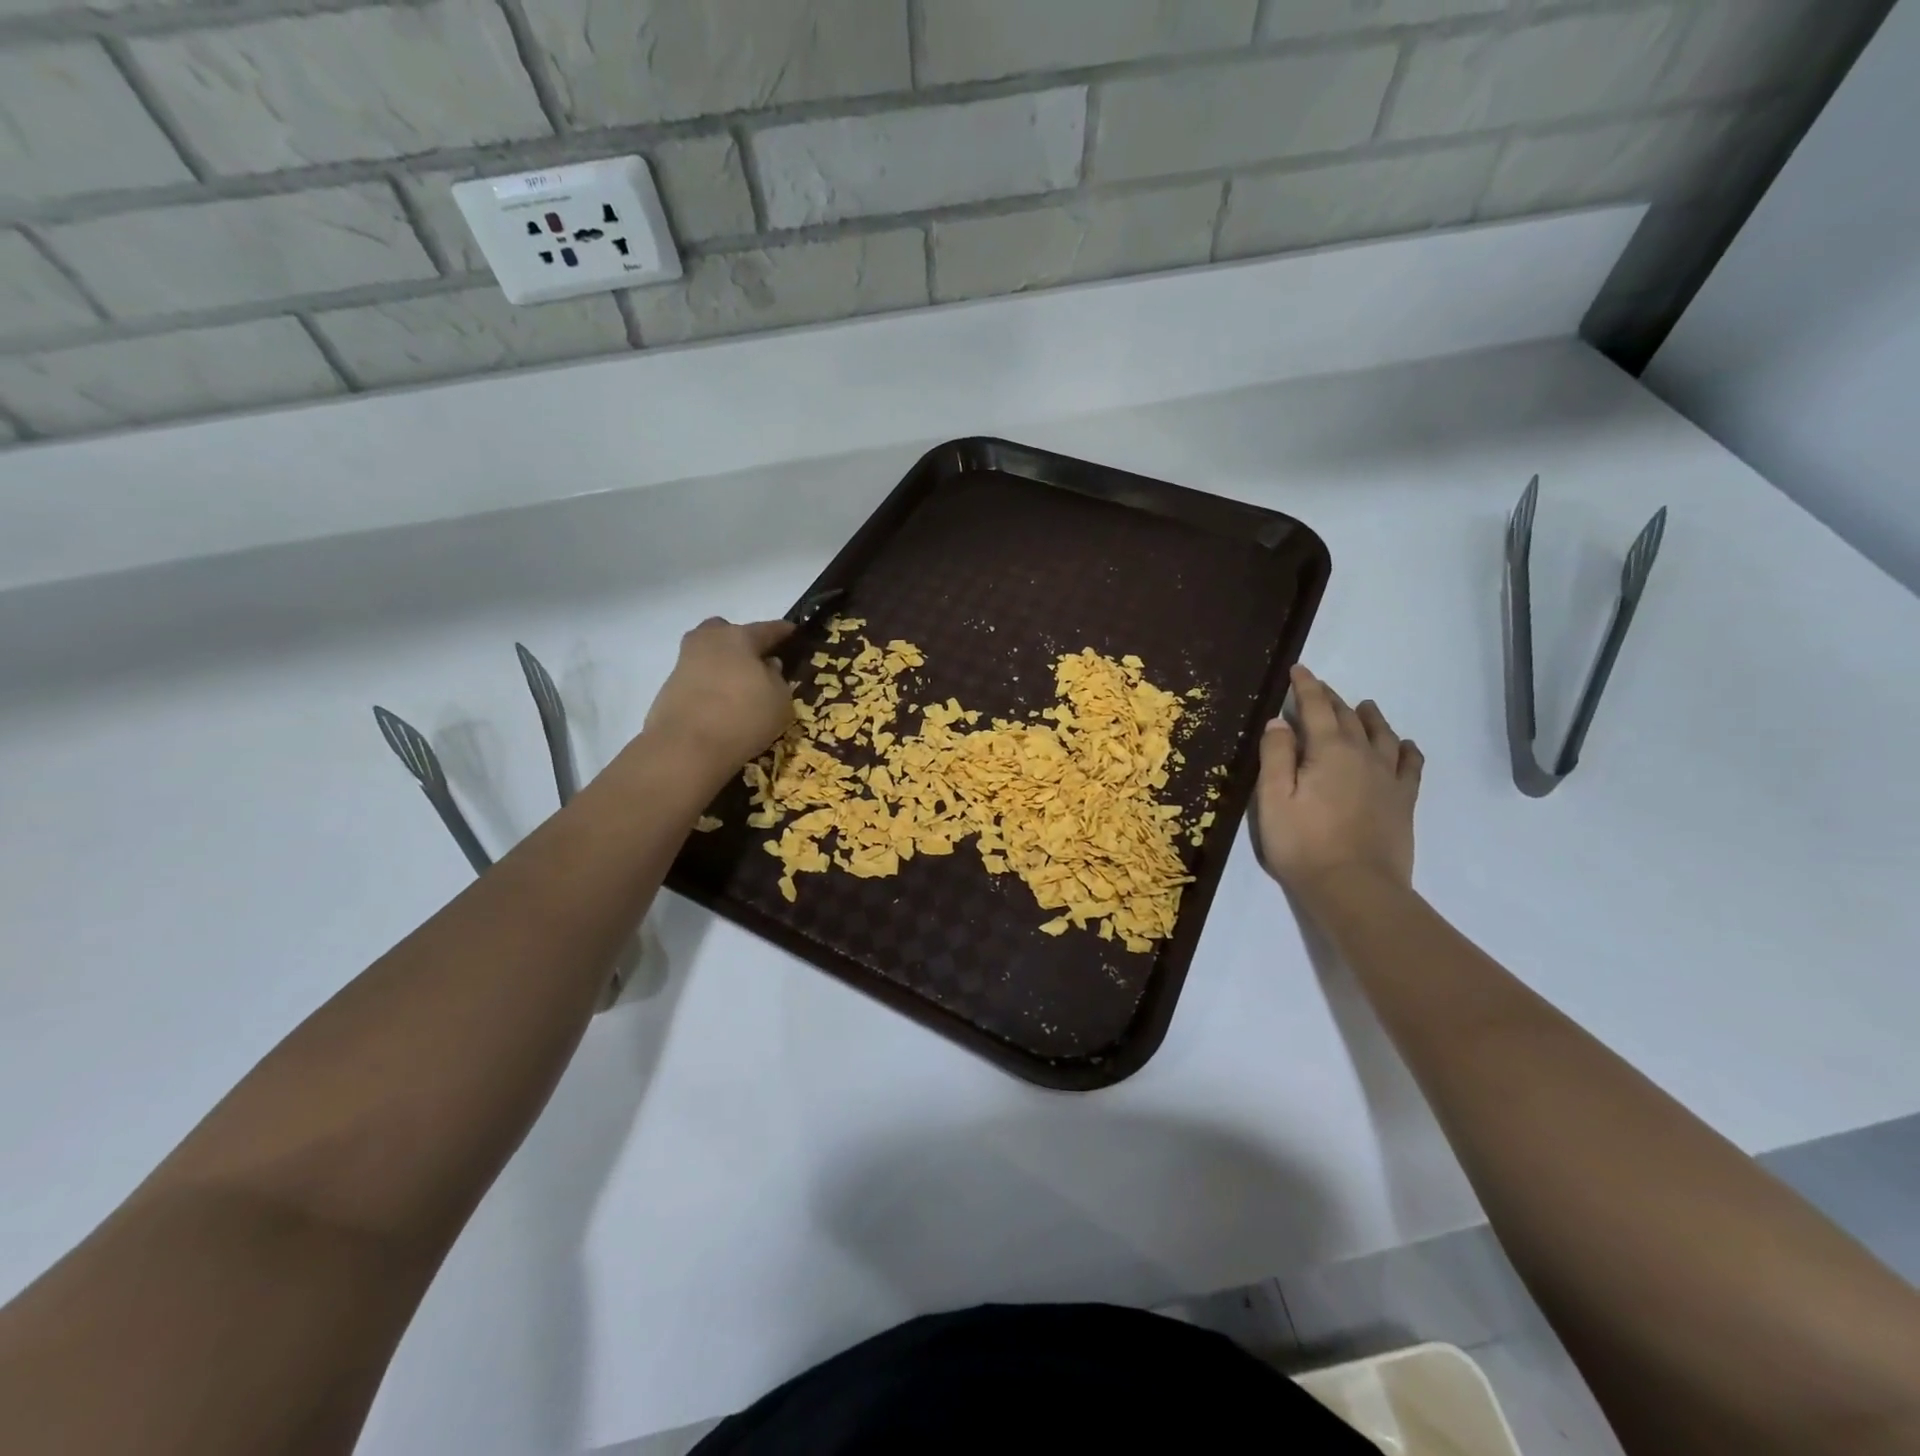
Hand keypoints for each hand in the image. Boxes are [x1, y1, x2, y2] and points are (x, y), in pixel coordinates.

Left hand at [642, 617, 795, 777]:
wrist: (685, 748)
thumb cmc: (743, 716)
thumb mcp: (780, 701)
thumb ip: (778, 678)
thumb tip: (768, 666)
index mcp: (738, 637)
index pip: (768, 629)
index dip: (783, 631)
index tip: (793, 632)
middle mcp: (708, 641)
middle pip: (727, 633)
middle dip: (741, 643)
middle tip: (756, 663)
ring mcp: (684, 663)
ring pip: (709, 656)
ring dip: (724, 667)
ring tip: (740, 691)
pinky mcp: (668, 688)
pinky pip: (698, 679)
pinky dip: (710, 688)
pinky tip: (721, 708)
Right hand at [1255, 664, 1422, 896]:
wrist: (1356, 888)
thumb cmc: (1303, 844)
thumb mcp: (1273, 798)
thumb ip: (1276, 755)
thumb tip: (1279, 721)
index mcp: (1329, 750)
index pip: (1315, 708)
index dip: (1306, 686)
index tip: (1299, 669)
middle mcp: (1363, 755)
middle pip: (1348, 717)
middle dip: (1331, 698)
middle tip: (1318, 687)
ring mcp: (1388, 778)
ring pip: (1383, 735)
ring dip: (1370, 717)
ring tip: (1364, 706)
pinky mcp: (1403, 801)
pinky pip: (1411, 765)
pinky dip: (1406, 749)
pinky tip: (1404, 745)